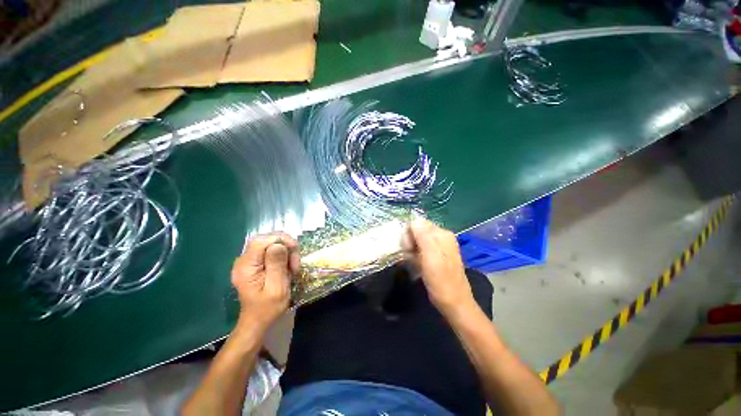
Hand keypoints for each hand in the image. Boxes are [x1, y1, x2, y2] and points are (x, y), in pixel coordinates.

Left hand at [231, 232, 299, 332]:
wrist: (258, 321)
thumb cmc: (268, 308)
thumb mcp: (277, 288)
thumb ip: (277, 265)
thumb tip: (279, 245)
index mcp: (246, 267)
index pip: (262, 240)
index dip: (281, 240)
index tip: (295, 251)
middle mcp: (243, 260)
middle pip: (267, 239)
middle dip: (285, 246)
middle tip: (295, 263)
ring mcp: (248, 261)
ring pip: (271, 243)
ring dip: (286, 252)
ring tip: (292, 268)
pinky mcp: (254, 263)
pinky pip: (270, 251)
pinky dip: (282, 256)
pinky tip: (287, 267)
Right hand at [403, 219, 475, 316]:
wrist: (453, 302)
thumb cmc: (441, 280)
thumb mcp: (430, 257)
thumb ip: (423, 236)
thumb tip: (414, 220)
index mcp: (441, 234)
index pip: (418, 223)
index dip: (409, 234)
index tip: (409, 249)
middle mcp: (441, 237)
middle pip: (417, 230)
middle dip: (410, 242)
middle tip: (410, 256)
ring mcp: (440, 246)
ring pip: (417, 240)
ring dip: (411, 250)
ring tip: (414, 262)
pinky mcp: (437, 255)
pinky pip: (421, 249)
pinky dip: (416, 255)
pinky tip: (417, 264)